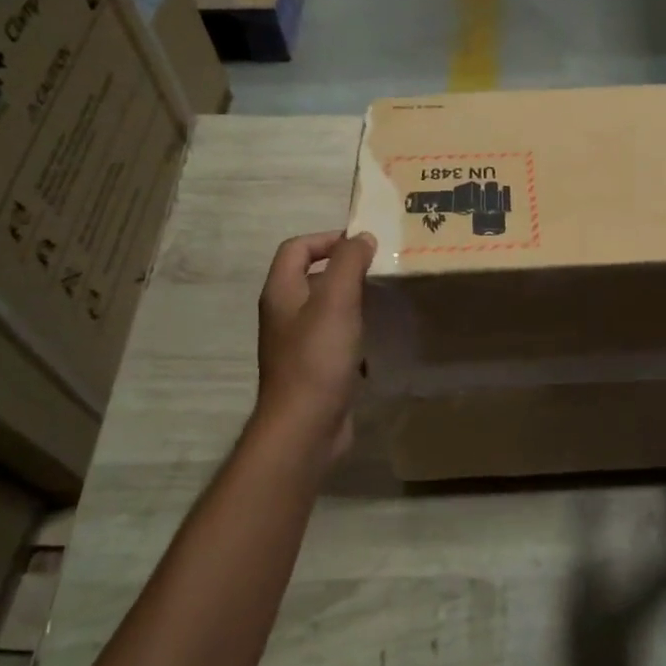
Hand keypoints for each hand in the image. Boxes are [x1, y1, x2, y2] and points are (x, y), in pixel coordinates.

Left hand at [253, 231, 375, 461]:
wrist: (305, 427)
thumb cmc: (318, 358)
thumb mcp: (336, 301)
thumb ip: (349, 263)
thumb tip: (362, 238)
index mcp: (281, 293)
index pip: (297, 248)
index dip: (327, 239)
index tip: (364, 246)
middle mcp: (284, 314)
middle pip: (311, 277)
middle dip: (345, 268)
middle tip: (380, 269)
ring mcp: (298, 344)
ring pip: (326, 308)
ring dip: (353, 300)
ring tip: (384, 299)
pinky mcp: (314, 368)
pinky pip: (335, 338)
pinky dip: (355, 331)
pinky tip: (377, 338)